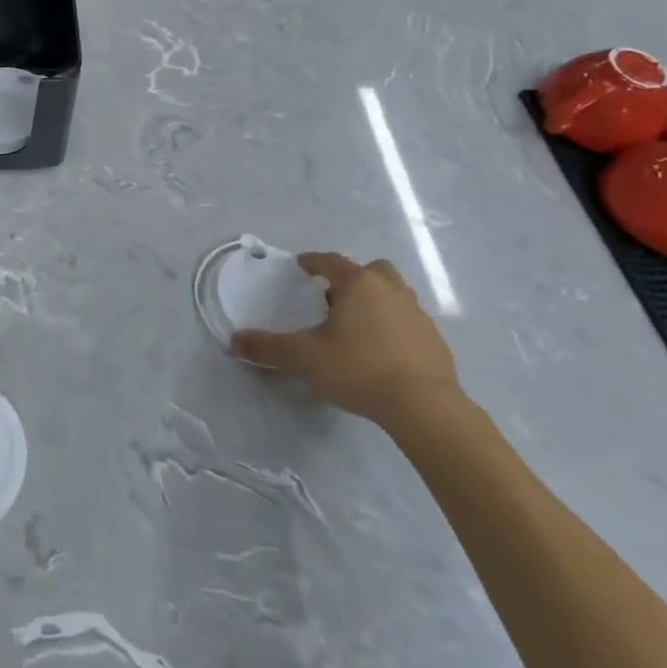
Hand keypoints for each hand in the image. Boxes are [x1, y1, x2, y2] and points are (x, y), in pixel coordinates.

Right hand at [231, 254, 462, 430]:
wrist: (423, 405)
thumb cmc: (359, 369)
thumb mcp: (306, 358)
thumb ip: (269, 348)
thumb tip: (233, 341)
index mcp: (358, 284)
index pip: (331, 262)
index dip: (313, 262)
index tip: (301, 266)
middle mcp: (390, 289)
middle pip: (371, 270)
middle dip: (351, 278)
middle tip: (333, 297)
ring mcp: (416, 312)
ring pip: (393, 293)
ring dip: (375, 299)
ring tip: (356, 325)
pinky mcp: (433, 338)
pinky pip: (407, 319)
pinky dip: (393, 325)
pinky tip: (381, 350)